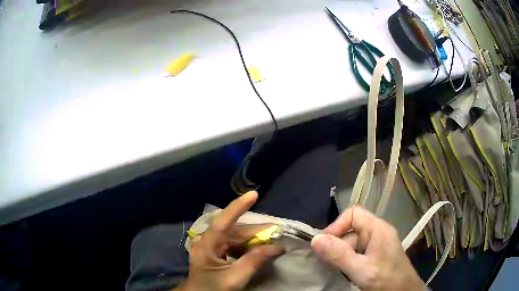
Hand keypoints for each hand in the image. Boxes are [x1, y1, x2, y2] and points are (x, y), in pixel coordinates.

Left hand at [176, 191, 283, 290]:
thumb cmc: (214, 289)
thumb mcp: (236, 277)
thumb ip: (255, 261)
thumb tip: (277, 247)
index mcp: (206, 246)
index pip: (222, 222)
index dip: (238, 207)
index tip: (253, 195)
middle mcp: (206, 242)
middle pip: (233, 231)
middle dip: (255, 231)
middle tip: (276, 231)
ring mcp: (210, 247)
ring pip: (234, 237)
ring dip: (253, 239)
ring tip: (271, 240)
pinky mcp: (214, 253)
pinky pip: (233, 245)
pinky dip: (247, 246)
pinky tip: (258, 249)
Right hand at [311, 206, 424, 290]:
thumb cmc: (387, 280)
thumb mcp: (362, 270)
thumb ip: (339, 255)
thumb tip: (315, 240)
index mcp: (378, 229)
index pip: (353, 214)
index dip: (336, 226)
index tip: (323, 245)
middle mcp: (377, 233)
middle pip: (350, 230)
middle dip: (337, 245)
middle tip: (328, 262)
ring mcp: (376, 244)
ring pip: (351, 243)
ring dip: (341, 255)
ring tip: (337, 269)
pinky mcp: (375, 255)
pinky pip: (356, 252)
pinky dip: (347, 260)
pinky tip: (345, 271)